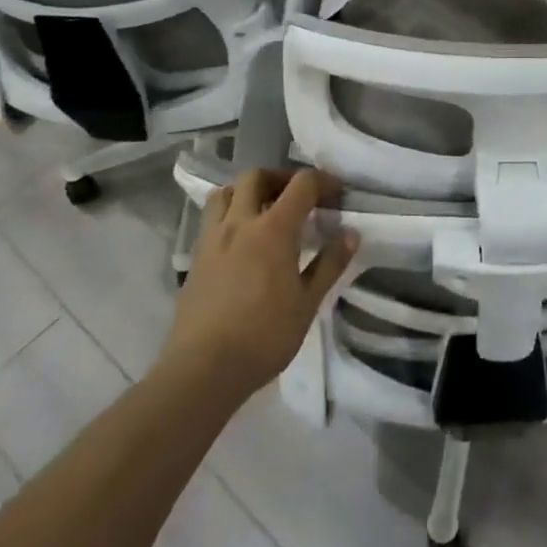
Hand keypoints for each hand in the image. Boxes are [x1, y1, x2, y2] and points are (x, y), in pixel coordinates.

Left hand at [159, 169, 356, 402]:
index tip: (337, 195)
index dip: (323, 182)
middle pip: (257, 176)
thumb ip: (330, 264)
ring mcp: (212, 238)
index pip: (301, 184)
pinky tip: (243, 240)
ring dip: (249, 191)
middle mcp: (240, 223)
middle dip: (282, 178)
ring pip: (227, 192)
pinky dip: (231, 213)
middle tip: (300, 197)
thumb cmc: (264, 336)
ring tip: (266, 210)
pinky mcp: (195, 258)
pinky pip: (212, 218)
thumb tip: (350, 234)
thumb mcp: (307, 303)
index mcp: (273, 229)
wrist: (202, 370)